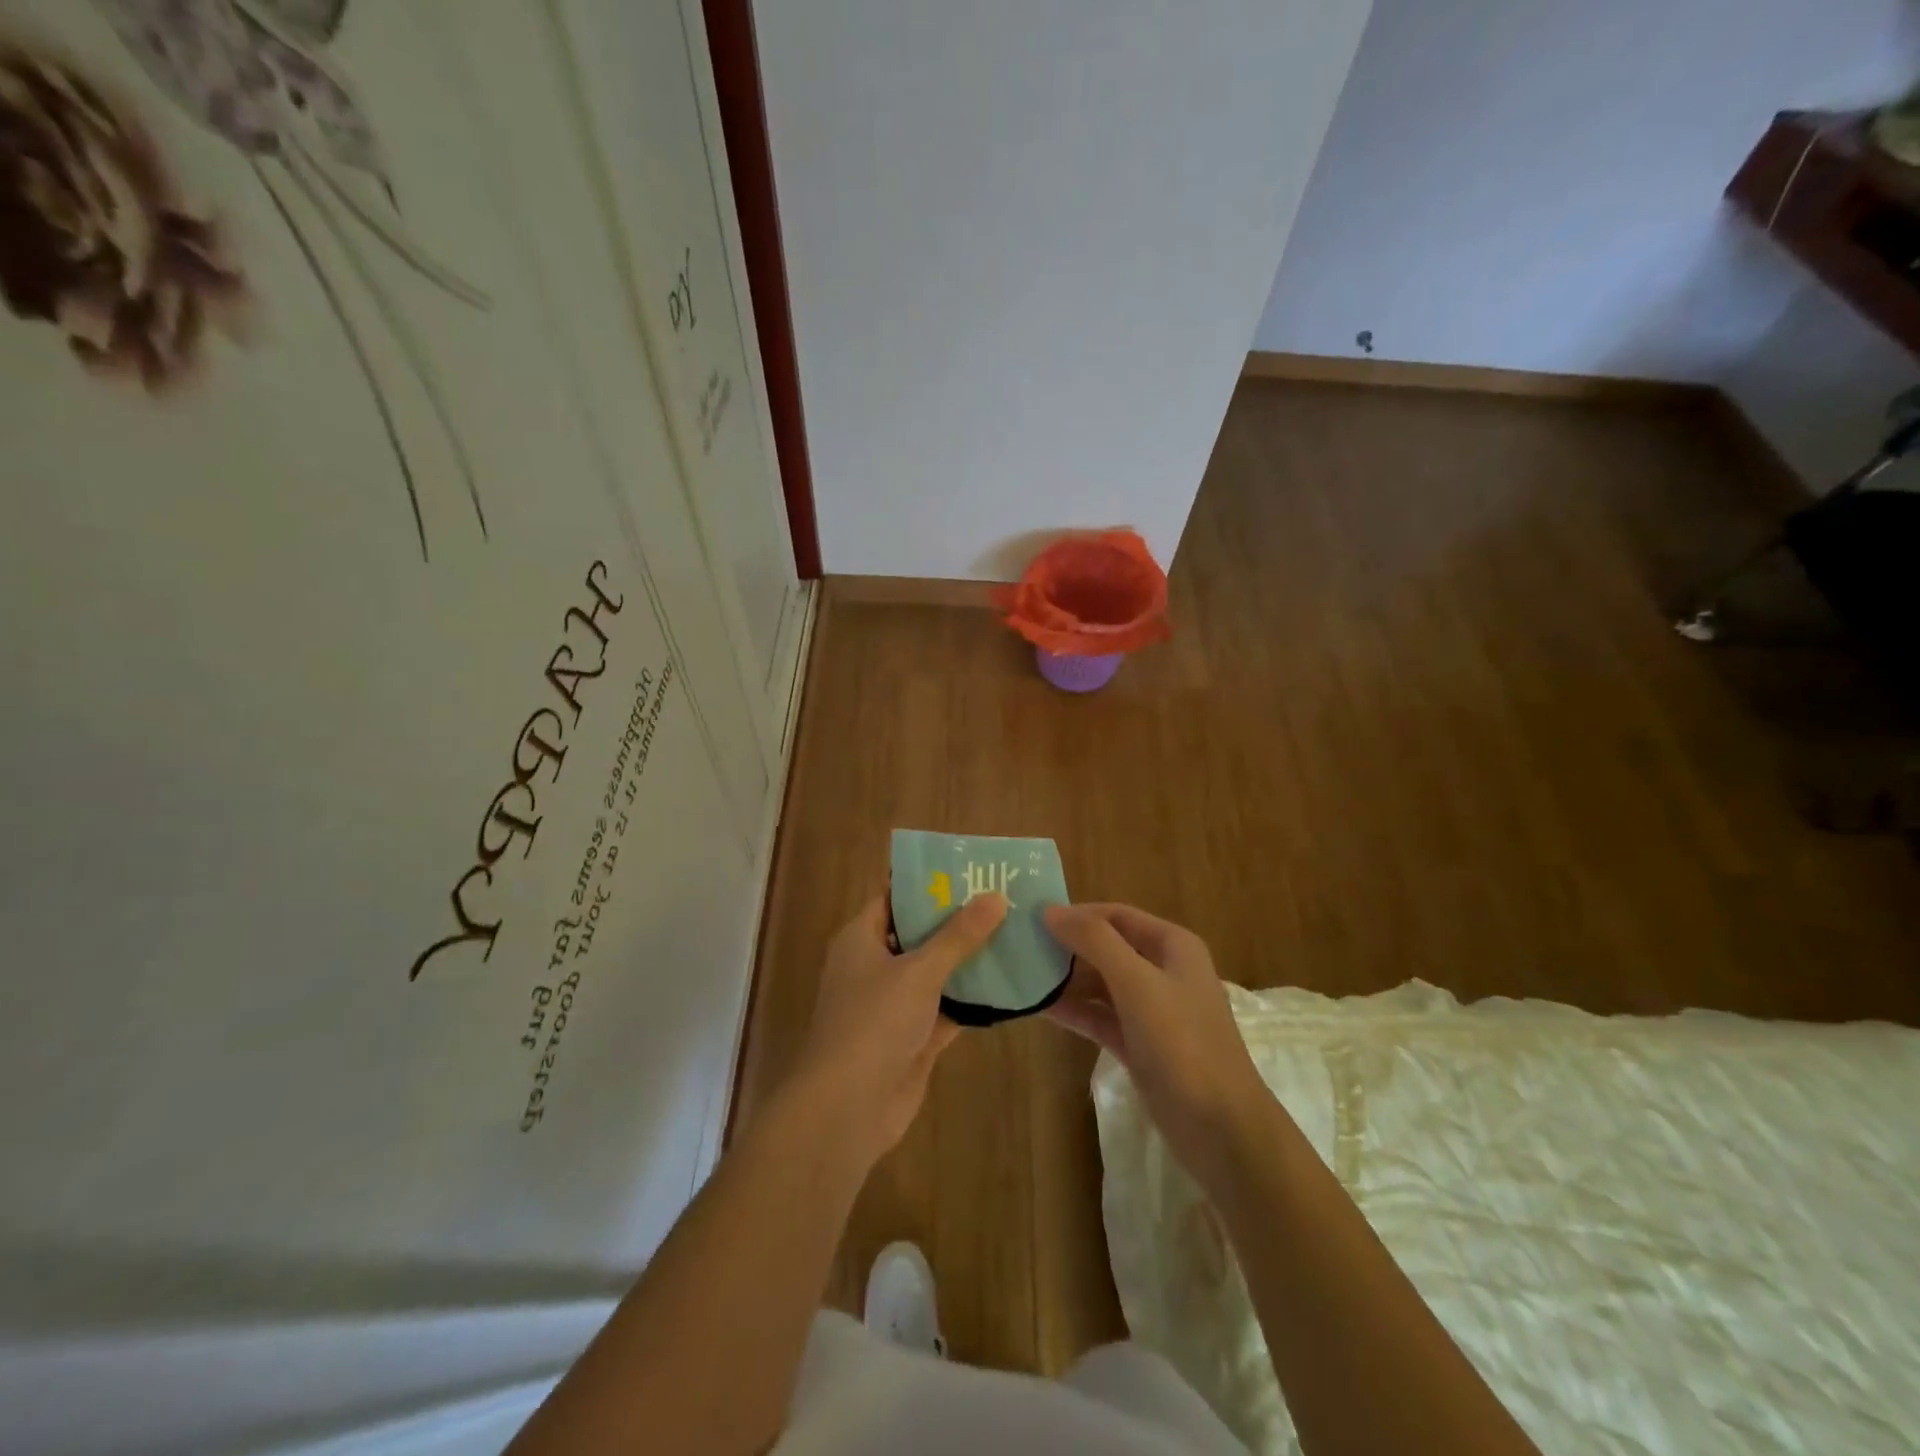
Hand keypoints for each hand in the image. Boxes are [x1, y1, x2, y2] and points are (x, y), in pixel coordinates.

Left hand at [792, 893, 1007, 1166]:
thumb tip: (996, 896)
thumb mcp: (919, 970)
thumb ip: (958, 935)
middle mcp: (875, 966)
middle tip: (1003, 898)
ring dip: (969, 960)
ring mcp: (894, 1005)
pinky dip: (973, 1000)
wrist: (848, 1107)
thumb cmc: (874, 1022)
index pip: (895, 898)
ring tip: (1014, 934)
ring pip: (936, 973)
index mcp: (861, 939)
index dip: (929, 884)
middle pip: (920, 934)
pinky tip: (1009, 985)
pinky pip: (948, 1009)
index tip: (970, 870)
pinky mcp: (914, 1038)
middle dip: (958, 920)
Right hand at [1043, 903, 1270, 1181]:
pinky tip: (1040, 1008)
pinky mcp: (1140, 1045)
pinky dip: (1075, 1011)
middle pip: (1107, 947)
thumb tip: (1051, 910)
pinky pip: (1101, 1017)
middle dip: (1067, 946)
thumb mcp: (1137, 983)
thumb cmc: (1183, 1044)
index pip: (1116, 915)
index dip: (1077, 913)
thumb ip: (1095, 942)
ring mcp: (1152, 1011)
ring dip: (1067, 980)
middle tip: (1020, 947)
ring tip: (1021, 975)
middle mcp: (1163, 971)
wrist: (1222, 1130)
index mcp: (1172, 946)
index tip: (1032, 917)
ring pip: (1101, 984)